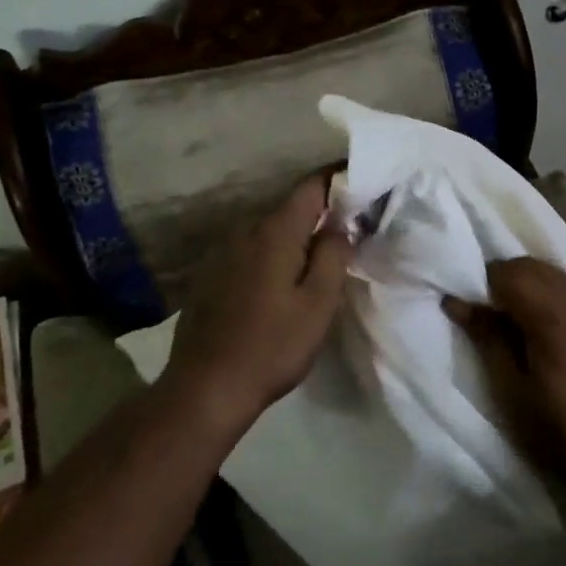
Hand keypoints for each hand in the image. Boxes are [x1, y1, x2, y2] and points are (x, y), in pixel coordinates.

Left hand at [163, 175, 353, 430]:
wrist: (206, 387)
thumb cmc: (273, 346)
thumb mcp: (318, 304)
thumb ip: (333, 255)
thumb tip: (340, 223)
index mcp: (274, 232)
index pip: (310, 186)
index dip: (336, 178)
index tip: (360, 180)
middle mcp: (244, 231)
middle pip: (288, 208)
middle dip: (318, 212)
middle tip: (347, 228)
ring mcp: (221, 252)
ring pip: (267, 230)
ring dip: (293, 236)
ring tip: (316, 257)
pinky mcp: (209, 274)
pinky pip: (249, 250)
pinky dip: (270, 253)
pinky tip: (279, 280)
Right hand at [444, 258, 565, 497]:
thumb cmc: (564, 433)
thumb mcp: (512, 392)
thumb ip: (486, 339)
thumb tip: (457, 302)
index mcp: (554, 314)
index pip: (509, 272)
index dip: (484, 285)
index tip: (474, 312)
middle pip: (535, 268)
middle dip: (508, 282)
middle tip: (493, 320)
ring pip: (560, 280)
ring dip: (535, 291)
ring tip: (524, 331)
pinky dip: (561, 305)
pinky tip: (560, 342)